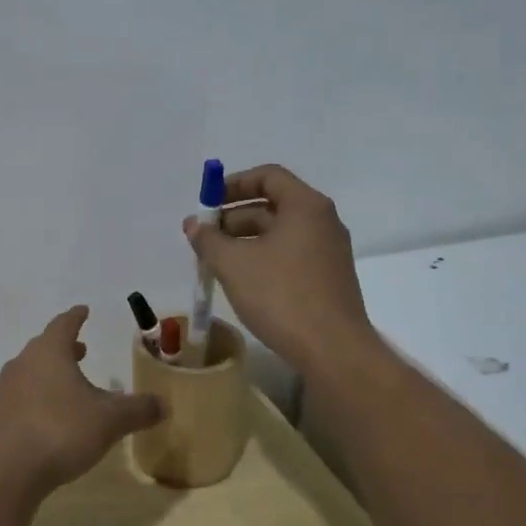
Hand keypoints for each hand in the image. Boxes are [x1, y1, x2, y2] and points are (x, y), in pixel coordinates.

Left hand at [0, 306, 162, 500]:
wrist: (4, 472)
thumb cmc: (60, 431)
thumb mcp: (109, 421)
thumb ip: (138, 410)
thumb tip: (164, 404)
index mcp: (49, 352)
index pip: (64, 324)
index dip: (76, 317)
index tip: (83, 310)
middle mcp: (22, 364)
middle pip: (45, 347)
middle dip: (65, 347)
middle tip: (82, 349)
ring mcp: (4, 391)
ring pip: (31, 372)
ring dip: (50, 374)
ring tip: (69, 385)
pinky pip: (21, 398)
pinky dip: (37, 399)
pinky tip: (49, 419)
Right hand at [184, 164, 375, 375]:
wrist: (332, 350)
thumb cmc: (281, 295)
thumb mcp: (234, 264)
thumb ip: (208, 239)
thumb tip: (193, 225)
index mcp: (305, 206)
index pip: (268, 176)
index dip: (233, 184)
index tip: (206, 203)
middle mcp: (322, 222)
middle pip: (272, 205)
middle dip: (233, 217)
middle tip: (203, 237)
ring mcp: (328, 251)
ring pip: (279, 233)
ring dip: (244, 240)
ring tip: (214, 261)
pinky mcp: (328, 278)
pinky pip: (289, 255)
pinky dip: (262, 258)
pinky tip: (240, 280)